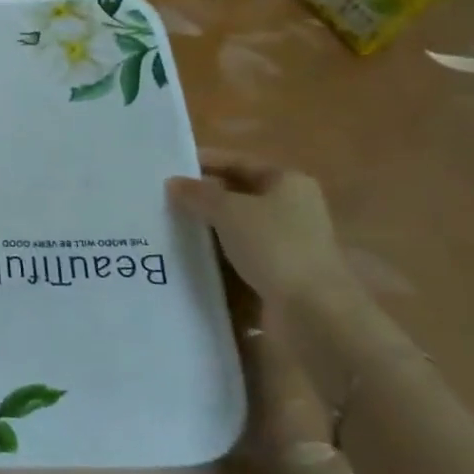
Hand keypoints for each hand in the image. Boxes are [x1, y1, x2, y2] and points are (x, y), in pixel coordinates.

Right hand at [167, 156, 360, 309]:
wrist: (311, 312)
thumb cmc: (274, 246)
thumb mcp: (229, 210)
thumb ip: (198, 194)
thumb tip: (173, 183)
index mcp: (288, 183)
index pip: (240, 163)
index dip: (206, 161)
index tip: (170, 166)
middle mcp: (291, 210)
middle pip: (238, 197)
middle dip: (202, 200)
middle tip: (161, 200)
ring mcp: (285, 246)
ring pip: (235, 231)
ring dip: (205, 233)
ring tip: (165, 230)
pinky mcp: (277, 277)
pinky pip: (237, 261)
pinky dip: (214, 261)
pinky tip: (185, 262)